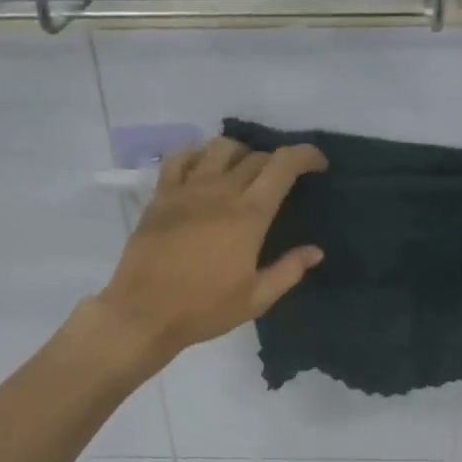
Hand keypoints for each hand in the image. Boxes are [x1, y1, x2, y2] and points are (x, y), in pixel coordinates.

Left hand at [91, 137, 327, 365]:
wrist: (143, 313)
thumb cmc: (204, 308)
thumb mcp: (256, 299)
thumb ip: (289, 270)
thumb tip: (315, 250)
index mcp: (249, 215)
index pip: (283, 166)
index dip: (305, 155)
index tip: (318, 163)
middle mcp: (220, 191)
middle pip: (255, 157)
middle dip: (275, 162)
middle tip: (281, 181)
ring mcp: (186, 189)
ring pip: (219, 148)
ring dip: (240, 152)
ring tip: (244, 170)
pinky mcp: (160, 195)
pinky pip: (180, 158)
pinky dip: (198, 155)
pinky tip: (203, 168)